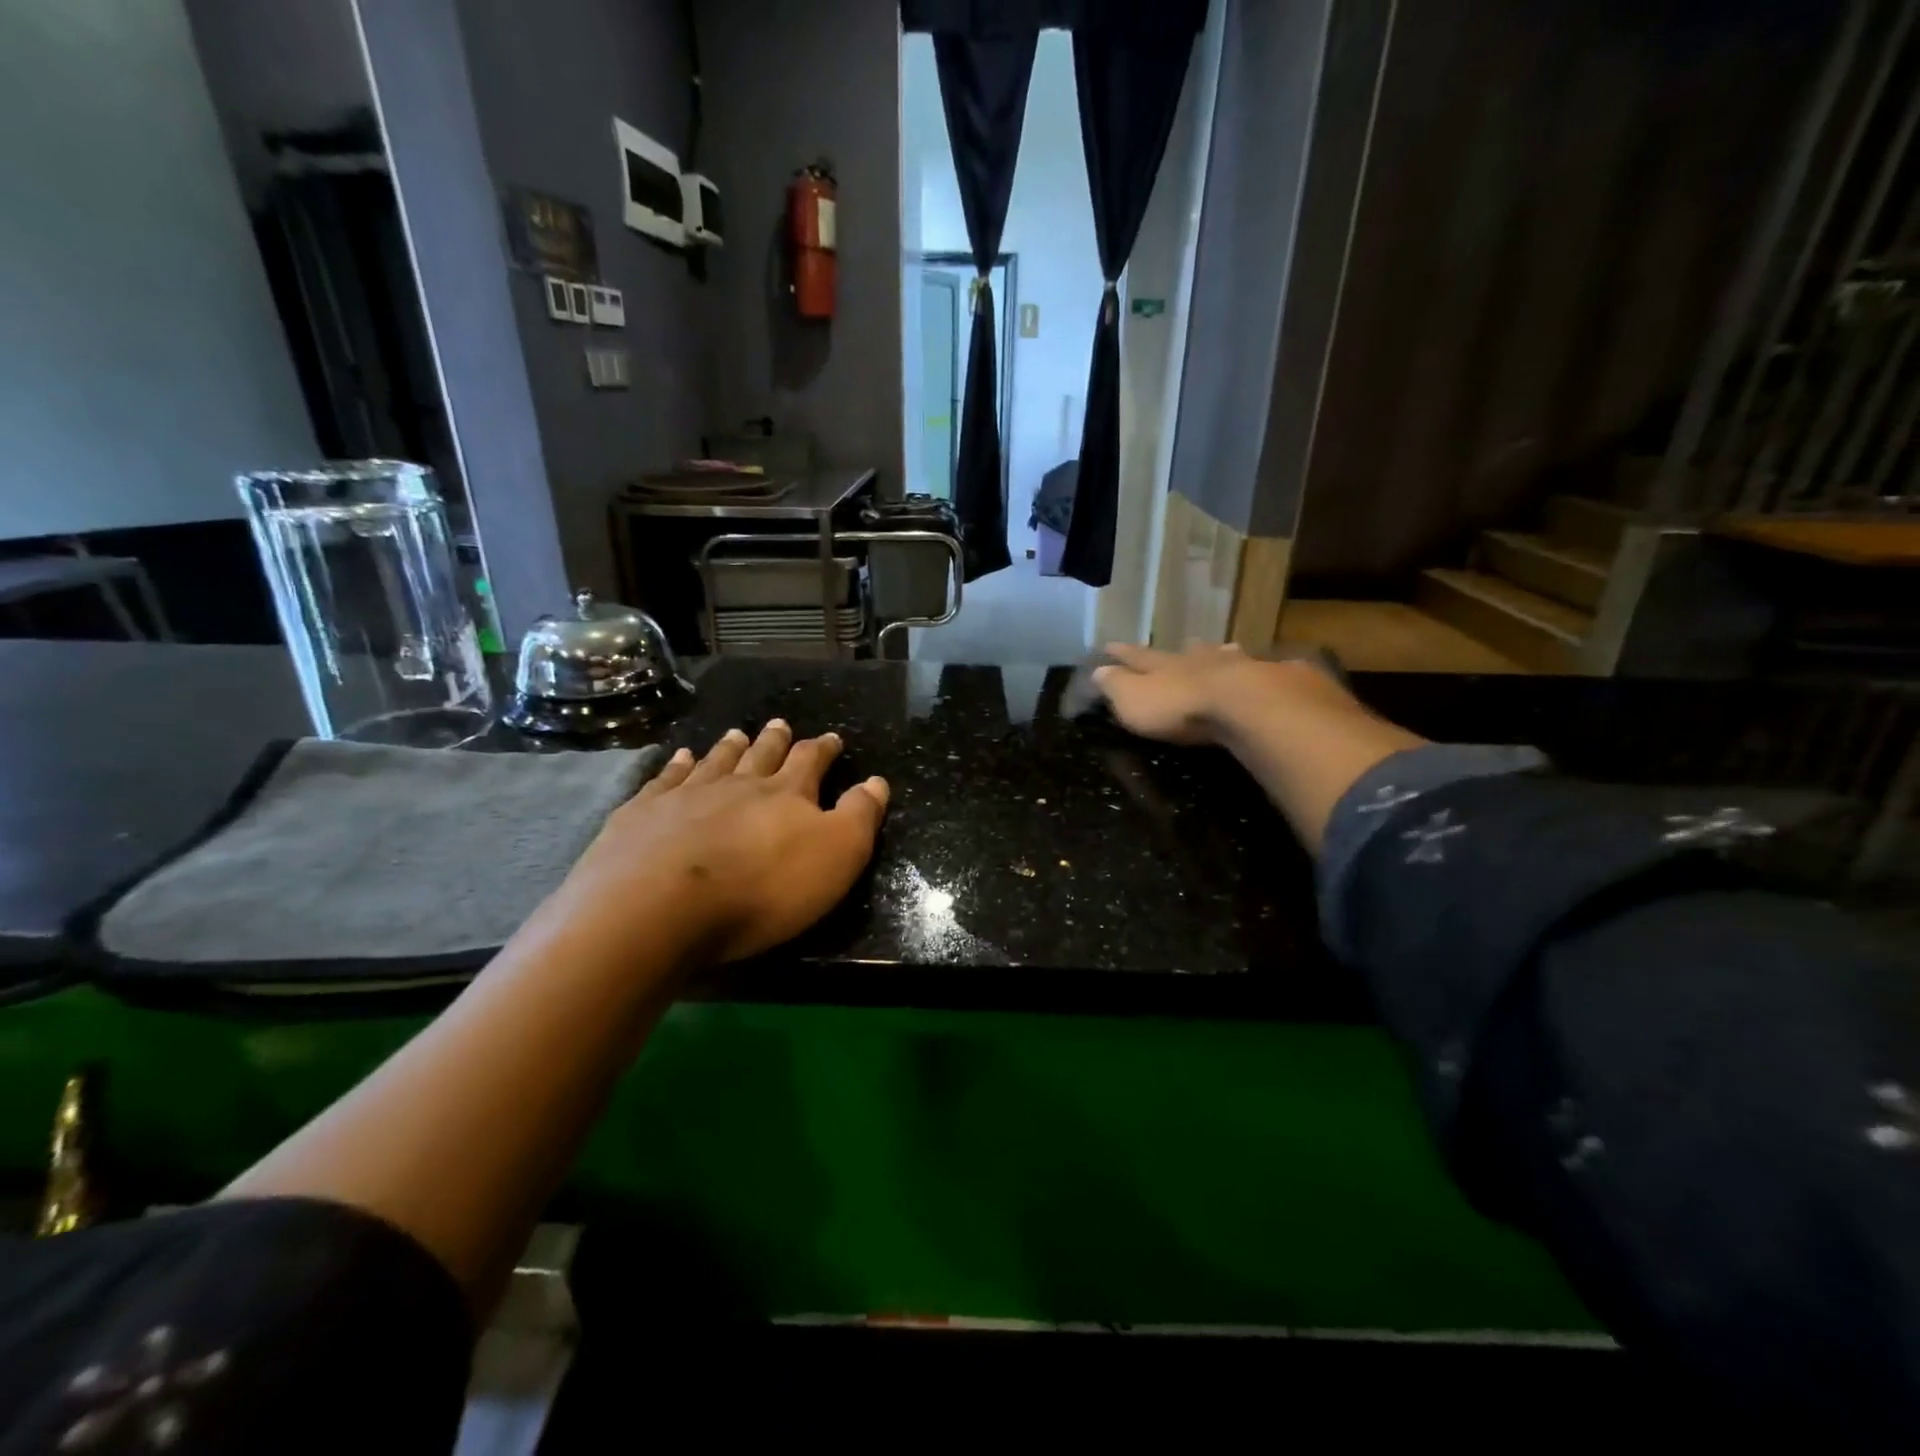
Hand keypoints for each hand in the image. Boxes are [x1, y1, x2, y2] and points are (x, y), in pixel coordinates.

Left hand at [544, 721, 888, 964]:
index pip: (810, 762)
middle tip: (780, 724)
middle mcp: (738, 784)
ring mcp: (686, 795)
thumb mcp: (836, 856)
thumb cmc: (761, 888)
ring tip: (736, 734)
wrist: (660, 905)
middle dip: (775, 741)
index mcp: (786, 794)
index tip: (832, 738)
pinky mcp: (643, 813)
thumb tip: (877, 781)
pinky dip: (676, 765)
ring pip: (715, 761)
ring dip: (729, 747)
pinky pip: (665, 778)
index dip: (823, 749)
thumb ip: (859, 816)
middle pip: (761, 754)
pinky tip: (679, 757)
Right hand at [1091, 641, 1268, 743]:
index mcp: (1164, 666)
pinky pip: (1263, 672)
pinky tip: (1272, 669)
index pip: (1138, 656)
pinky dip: (1261, 670)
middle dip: (1181, 650)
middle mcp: (1200, 661)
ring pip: (1226, 656)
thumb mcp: (1134, 700)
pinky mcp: (1272, 682)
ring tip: (1225, 649)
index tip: (1109, 645)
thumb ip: (1116, 686)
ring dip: (1221, 654)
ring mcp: (1238, 667)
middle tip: (1183, 644)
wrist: (1245, 705)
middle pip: (1187, 652)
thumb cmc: (1180, 707)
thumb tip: (1097, 670)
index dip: (1123, 653)